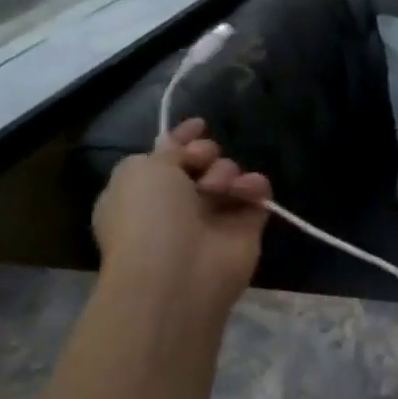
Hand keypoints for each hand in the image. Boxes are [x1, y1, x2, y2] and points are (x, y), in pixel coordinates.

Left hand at [92, 119, 271, 312]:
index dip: (181, 138)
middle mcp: (177, 203)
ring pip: (229, 174)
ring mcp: (213, 216)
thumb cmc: (148, 217)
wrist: (177, 274)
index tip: (199, 124)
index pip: (165, 155)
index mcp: (141, 190)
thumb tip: (180, 145)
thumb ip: (168, 150)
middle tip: (202, 162)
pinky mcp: (246, 227)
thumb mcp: (142, 169)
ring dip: (225, 171)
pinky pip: (256, 194)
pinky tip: (245, 191)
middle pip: (201, 162)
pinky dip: (254, 187)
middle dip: (204, 153)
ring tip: (218, 187)